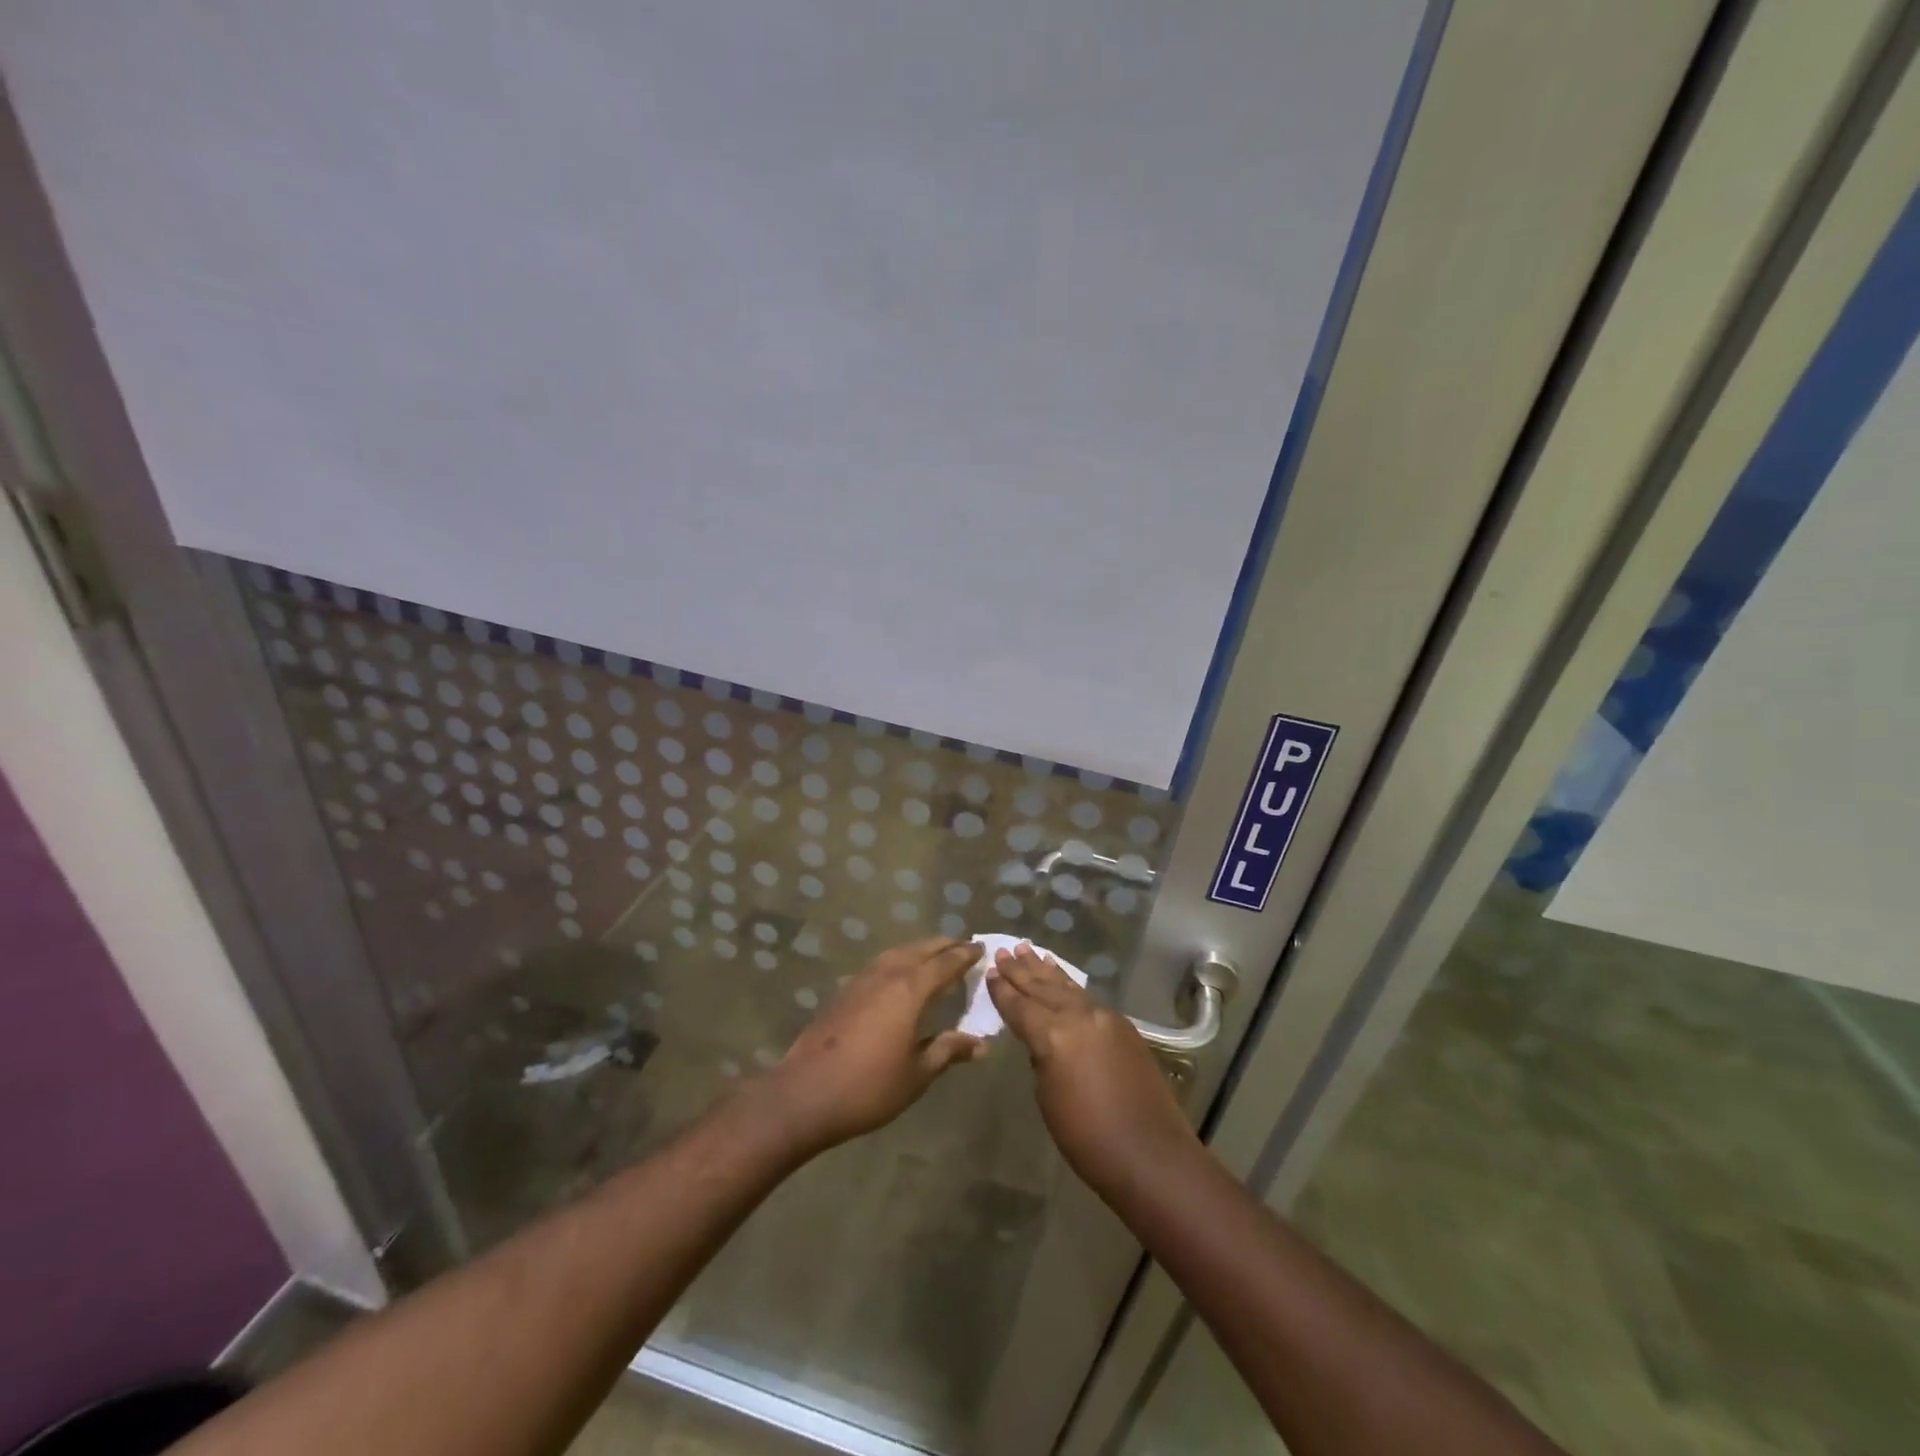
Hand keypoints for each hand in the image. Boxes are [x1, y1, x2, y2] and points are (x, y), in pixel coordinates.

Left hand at [760, 937, 984, 1154]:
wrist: (805, 1094)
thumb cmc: (868, 1087)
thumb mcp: (917, 1074)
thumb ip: (948, 1051)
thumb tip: (980, 1043)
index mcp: (910, 990)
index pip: (945, 963)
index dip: (965, 955)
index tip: (982, 949)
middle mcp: (887, 974)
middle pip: (921, 949)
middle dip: (944, 946)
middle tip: (963, 947)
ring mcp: (861, 980)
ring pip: (898, 952)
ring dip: (920, 949)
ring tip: (936, 956)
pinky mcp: (844, 991)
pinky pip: (881, 963)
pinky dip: (899, 960)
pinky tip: (901, 975)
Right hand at [987, 944, 1198, 1193]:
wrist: (1150, 1155)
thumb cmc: (1088, 1138)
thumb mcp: (1049, 1098)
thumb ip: (1042, 1059)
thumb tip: (1042, 1042)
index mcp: (1053, 1036)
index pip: (1020, 1007)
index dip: (1002, 991)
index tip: (989, 971)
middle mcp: (1078, 1016)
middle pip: (1042, 989)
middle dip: (1020, 971)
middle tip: (1002, 951)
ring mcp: (1104, 1017)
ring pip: (1066, 987)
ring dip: (1044, 970)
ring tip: (1026, 950)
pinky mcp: (1122, 1026)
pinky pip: (1086, 997)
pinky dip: (1069, 984)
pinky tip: (1061, 977)